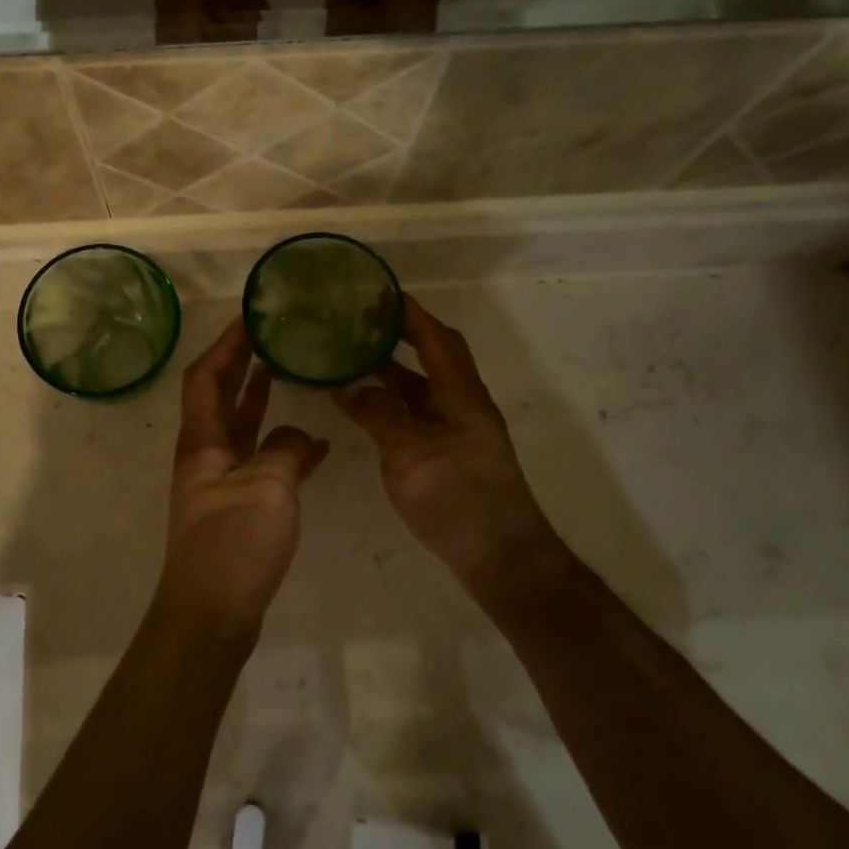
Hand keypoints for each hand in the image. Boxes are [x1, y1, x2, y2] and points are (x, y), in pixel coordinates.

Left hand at [158, 320, 329, 641]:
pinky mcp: (239, 510)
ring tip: (286, 373)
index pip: (206, 378)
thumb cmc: (233, 544)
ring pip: (241, 430)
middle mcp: (206, 456)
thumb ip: (288, 451)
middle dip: (240, 364)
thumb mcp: (267, 487)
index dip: (225, 345)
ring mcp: (221, 484)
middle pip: (219, 397)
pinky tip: (316, 448)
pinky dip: (284, 450)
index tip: (249, 318)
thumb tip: (303, 438)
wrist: (212, 615)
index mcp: (202, 443)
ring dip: (260, 401)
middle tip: (267, 335)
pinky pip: (262, 465)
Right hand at [332, 297, 554, 603]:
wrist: (501, 556)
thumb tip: (347, 388)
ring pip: (422, 389)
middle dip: (399, 337)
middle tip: (359, 323)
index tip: (379, 292)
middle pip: (432, 358)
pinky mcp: (451, 456)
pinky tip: (368, 410)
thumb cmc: (457, 496)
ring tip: (352, 359)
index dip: (410, 313)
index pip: (436, 338)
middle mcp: (463, 404)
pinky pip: (418, 415)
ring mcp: (459, 432)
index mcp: (460, 393)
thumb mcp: (408, 451)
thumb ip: (377, 414)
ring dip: (392, 372)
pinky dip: (393, 405)